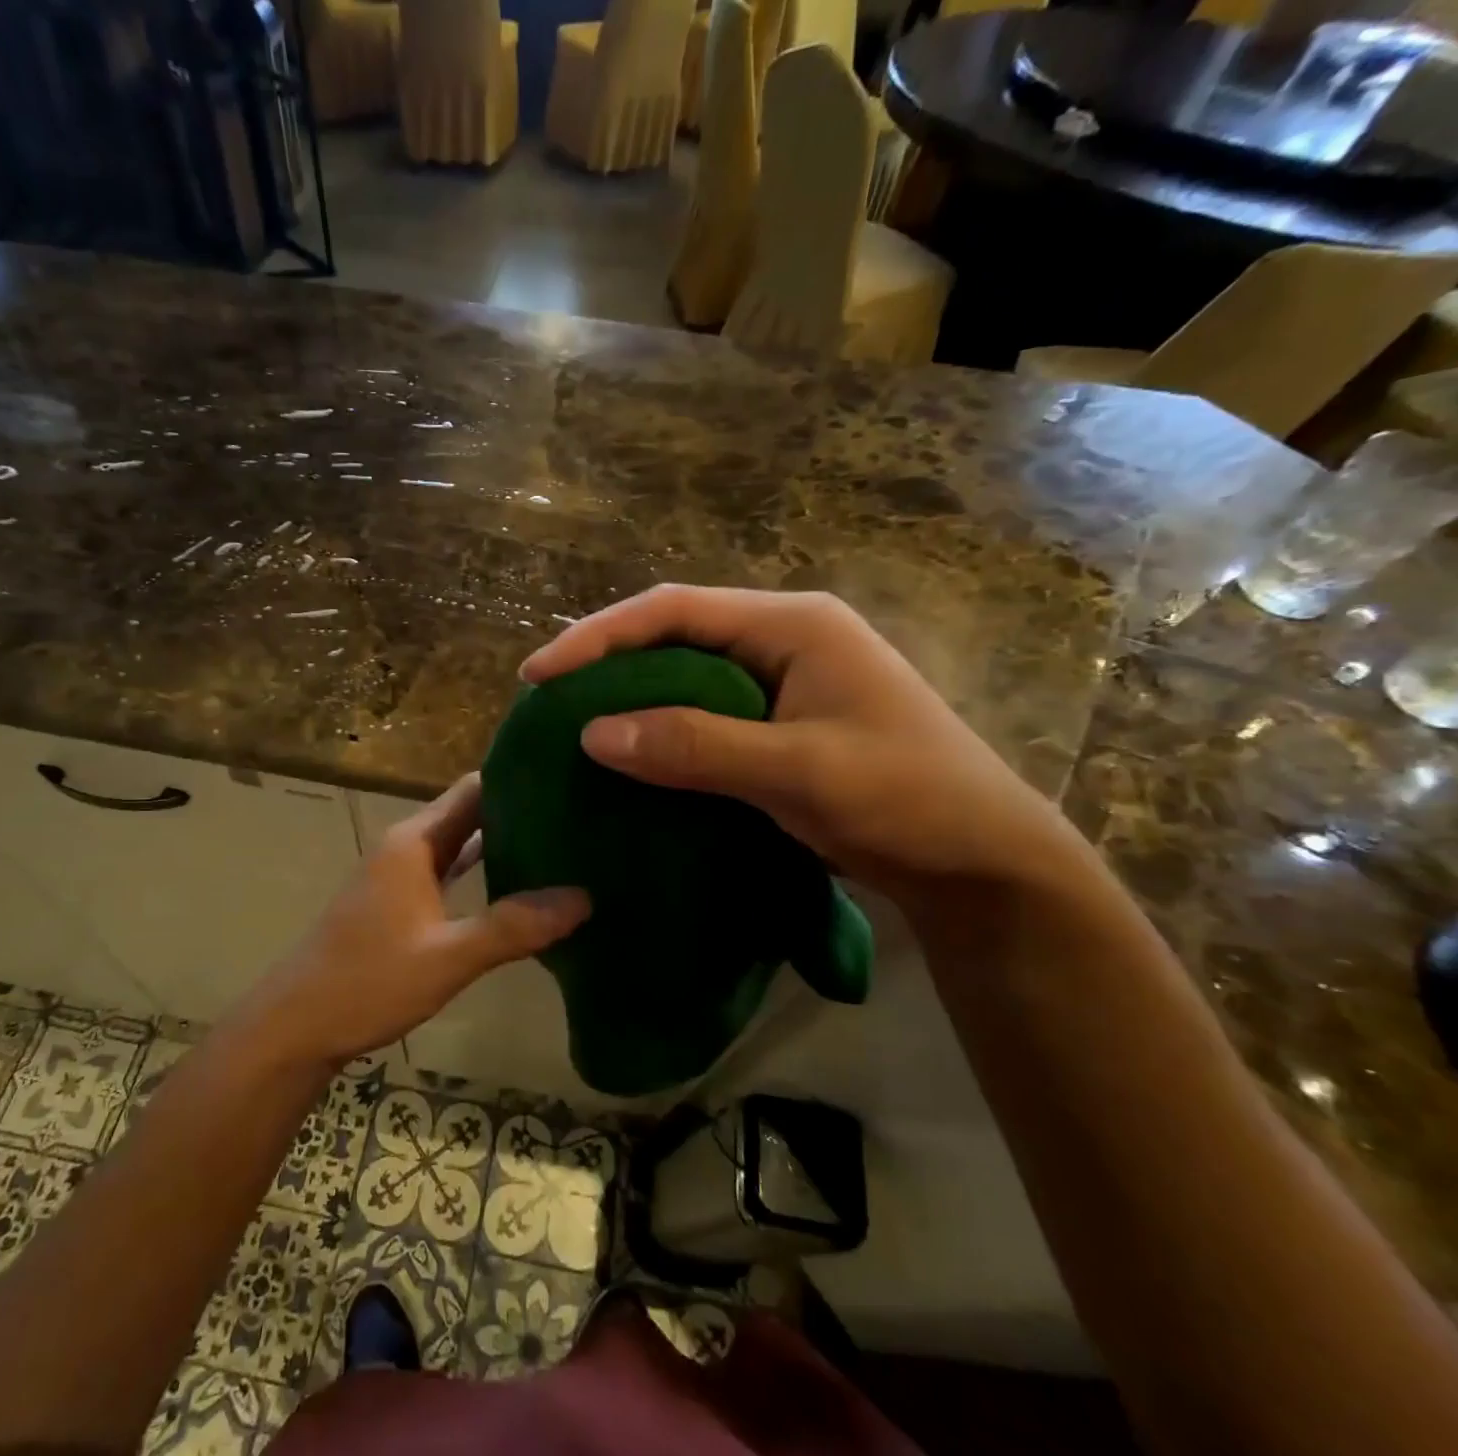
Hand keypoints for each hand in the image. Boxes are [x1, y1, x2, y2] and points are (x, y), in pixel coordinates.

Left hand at [242, 774, 589, 1068]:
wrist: (297, 1026)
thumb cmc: (367, 981)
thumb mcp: (447, 957)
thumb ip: (513, 926)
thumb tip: (583, 897)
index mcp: (414, 841)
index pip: (473, 789)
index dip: (518, 780)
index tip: (567, 781)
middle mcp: (407, 847)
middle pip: (469, 814)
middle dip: (519, 812)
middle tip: (579, 816)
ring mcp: (401, 876)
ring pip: (459, 845)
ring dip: (502, 844)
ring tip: (561, 846)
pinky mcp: (400, 904)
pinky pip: (449, 874)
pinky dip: (481, 874)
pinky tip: (517, 888)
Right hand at [520, 585, 1092, 908]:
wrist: (983, 863)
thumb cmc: (906, 800)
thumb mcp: (798, 770)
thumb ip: (696, 745)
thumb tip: (593, 732)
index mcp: (793, 624)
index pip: (675, 610)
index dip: (600, 636)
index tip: (539, 674)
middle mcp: (785, 639)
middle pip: (676, 632)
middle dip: (609, 658)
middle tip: (547, 695)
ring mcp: (785, 681)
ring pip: (687, 673)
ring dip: (632, 693)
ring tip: (574, 719)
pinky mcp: (782, 723)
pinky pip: (705, 711)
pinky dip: (663, 727)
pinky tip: (632, 752)